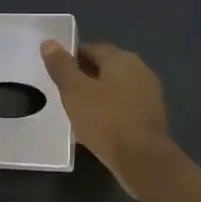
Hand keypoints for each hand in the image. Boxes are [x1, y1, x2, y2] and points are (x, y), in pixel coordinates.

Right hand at [41, 40, 170, 193]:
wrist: (141, 159)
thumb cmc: (105, 119)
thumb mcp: (74, 91)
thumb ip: (62, 66)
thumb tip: (49, 42)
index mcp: (122, 59)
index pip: (92, 49)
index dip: (71, 58)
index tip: (56, 72)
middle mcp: (140, 70)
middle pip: (106, 68)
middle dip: (85, 77)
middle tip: (63, 92)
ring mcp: (149, 94)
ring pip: (115, 88)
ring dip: (98, 95)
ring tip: (77, 110)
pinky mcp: (151, 117)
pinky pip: (124, 106)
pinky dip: (110, 111)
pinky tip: (96, 126)